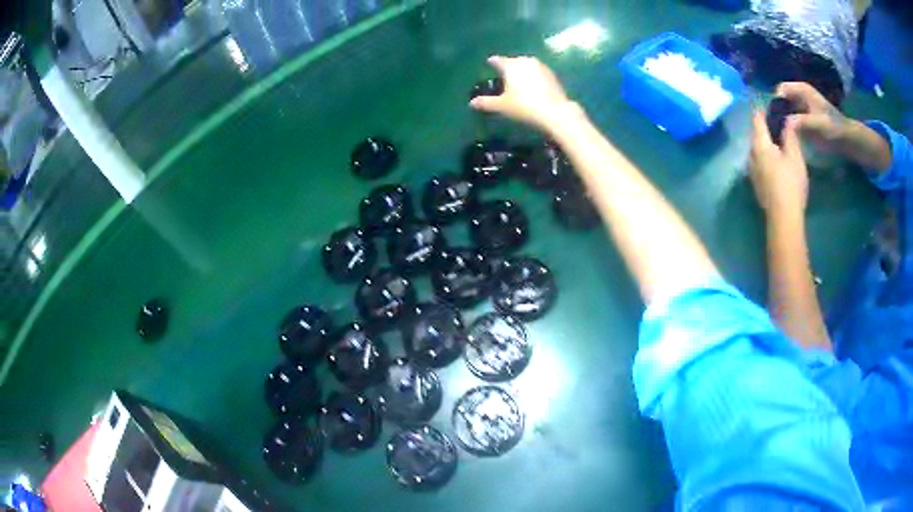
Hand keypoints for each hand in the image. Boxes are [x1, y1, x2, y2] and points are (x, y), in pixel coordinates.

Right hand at [469, 56, 578, 132]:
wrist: (556, 112)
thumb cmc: (525, 106)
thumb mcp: (502, 106)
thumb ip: (486, 102)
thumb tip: (471, 103)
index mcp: (511, 65)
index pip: (498, 60)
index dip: (492, 62)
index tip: (489, 63)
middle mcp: (526, 61)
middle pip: (513, 62)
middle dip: (508, 67)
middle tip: (503, 75)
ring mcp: (541, 67)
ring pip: (527, 66)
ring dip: (522, 71)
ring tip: (518, 80)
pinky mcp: (553, 75)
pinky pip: (538, 73)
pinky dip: (533, 77)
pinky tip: (532, 86)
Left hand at [749, 110, 808, 215]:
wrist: (783, 218)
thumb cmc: (791, 183)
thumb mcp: (794, 156)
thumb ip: (790, 135)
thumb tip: (787, 120)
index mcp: (759, 144)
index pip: (757, 119)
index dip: (763, 110)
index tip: (773, 107)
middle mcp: (751, 154)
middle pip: (756, 135)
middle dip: (766, 128)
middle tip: (780, 126)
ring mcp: (751, 170)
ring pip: (757, 150)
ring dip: (766, 144)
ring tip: (780, 144)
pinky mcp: (756, 184)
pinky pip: (759, 163)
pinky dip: (766, 158)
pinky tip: (777, 163)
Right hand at [775, 82, 848, 151]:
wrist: (845, 138)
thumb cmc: (833, 128)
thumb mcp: (817, 124)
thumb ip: (801, 121)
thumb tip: (784, 122)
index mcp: (801, 89)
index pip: (780, 89)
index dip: (776, 101)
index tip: (775, 118)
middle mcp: (799, 94)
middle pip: (781, 98)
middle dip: (777, 111)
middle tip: (775, 127)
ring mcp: (801, 104)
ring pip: (784, 108)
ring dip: (782, 119)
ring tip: (780, 132)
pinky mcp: (803, 115)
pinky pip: (790, 116)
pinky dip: (787, 124)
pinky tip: (787, 135)